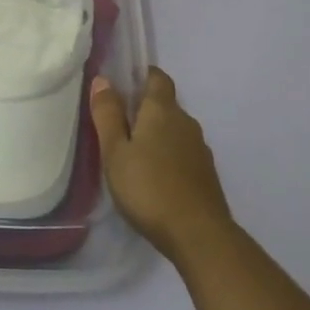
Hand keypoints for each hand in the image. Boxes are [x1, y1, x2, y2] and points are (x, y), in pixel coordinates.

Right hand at [91, 67, 235, 266]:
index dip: (143, 75)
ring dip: (157, 135)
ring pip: (175, 131)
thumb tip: (102, 79)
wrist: (198, 234)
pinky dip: (168, 156)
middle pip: (166, 105)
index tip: (124, 83)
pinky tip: (154, 176)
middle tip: (118, 124)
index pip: (157, 78)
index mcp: (162, 110)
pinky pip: (183, 153)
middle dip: (145, 109)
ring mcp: (200, 149)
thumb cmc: (148, 187)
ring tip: (134, 153)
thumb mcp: (115, 151)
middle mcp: (186, 123)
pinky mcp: (206, 174)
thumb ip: (108, 115)